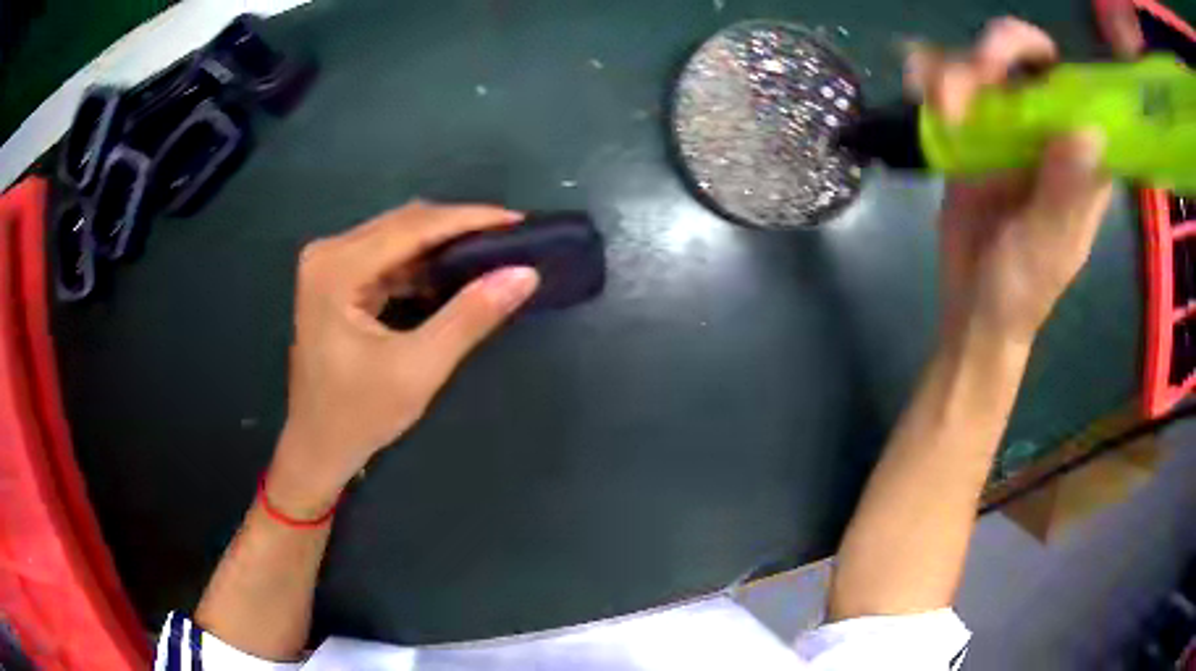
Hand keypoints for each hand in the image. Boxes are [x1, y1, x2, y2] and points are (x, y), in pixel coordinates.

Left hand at [267, 201, 539, 515]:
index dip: (469, 220)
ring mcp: (330, 265)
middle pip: (404, 224)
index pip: (413, 227)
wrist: (318, 447)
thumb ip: (470, 317)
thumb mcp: (418, 369)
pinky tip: (455, 272)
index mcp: (337, 269)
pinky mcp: (337, 280)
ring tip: (492, 251)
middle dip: (459, 228)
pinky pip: (389, 257)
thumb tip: (524, 274)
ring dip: (443, 244)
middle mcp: (329, 254)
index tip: (519, 221)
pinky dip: (423, 263)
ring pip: (398, 237)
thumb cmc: (359, 415)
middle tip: (512, 237)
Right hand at [906, 18, 1113, 343]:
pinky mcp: (972, 134)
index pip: (1069, 82)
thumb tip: (1088, 129)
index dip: (1040, 54)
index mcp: (1078, 156)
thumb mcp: (1047, 248)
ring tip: (941, 109)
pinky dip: (928, 78)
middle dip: (992, 54)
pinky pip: (949, 86)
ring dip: (954, 72)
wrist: (974, 308)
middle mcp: (1046, 131)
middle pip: (1022, 57)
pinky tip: (917, 93)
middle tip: (973, 79)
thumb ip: (1066, 194)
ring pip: (980, 64)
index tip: (1007, 64)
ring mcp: (1008, 128)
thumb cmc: (1021, 290)